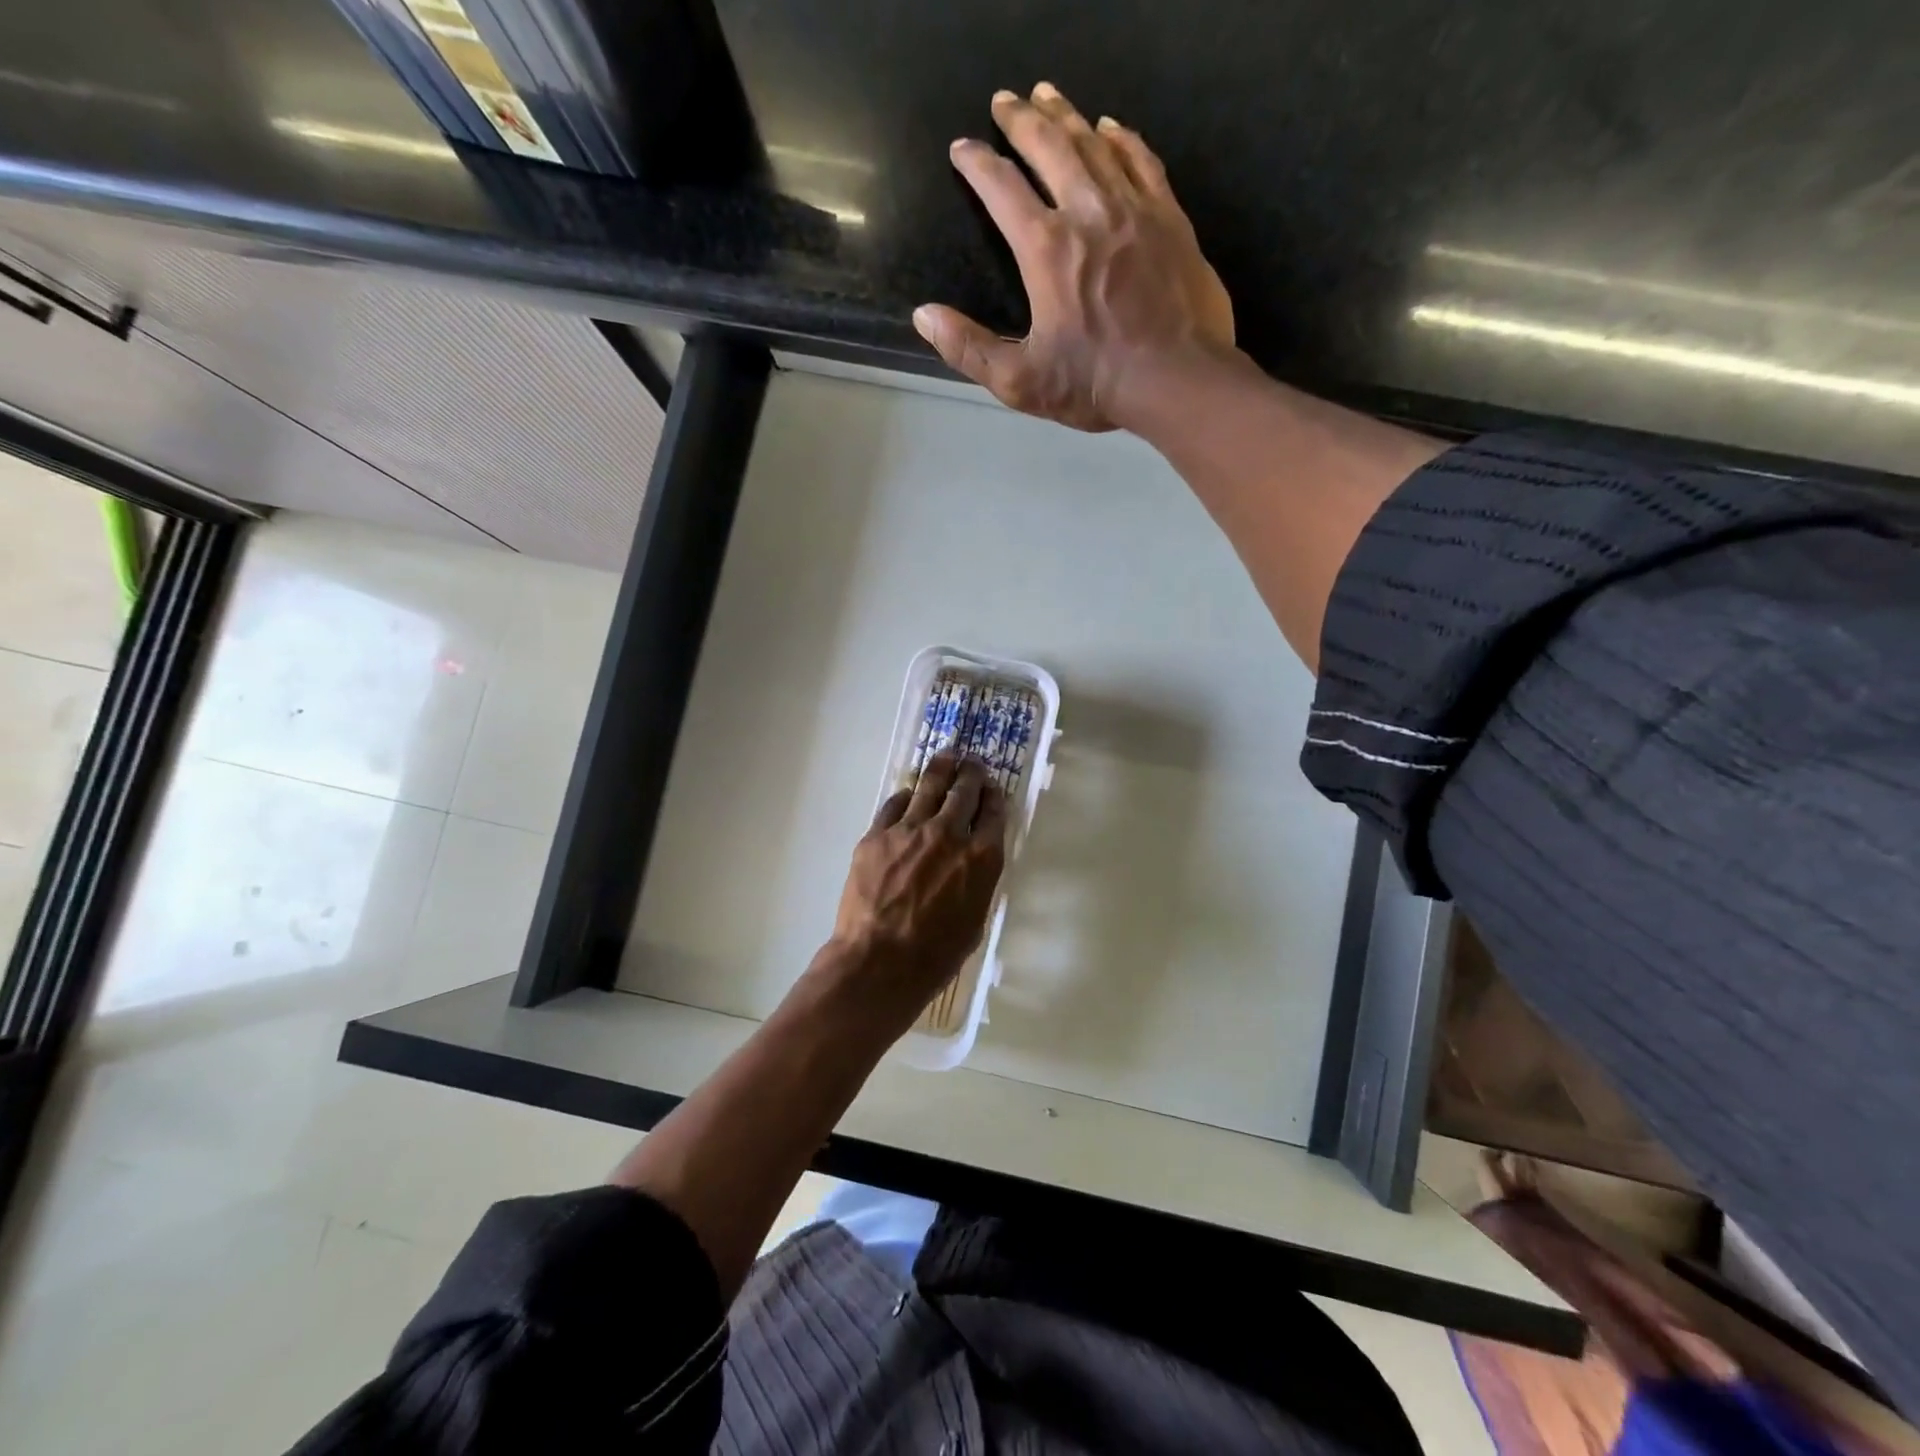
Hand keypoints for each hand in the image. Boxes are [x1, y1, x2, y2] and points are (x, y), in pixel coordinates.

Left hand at [824, 754, 1007, 1020]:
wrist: (879, 962)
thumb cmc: (935, 955)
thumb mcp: (974, 919)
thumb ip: (976, 881)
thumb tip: (971, 863)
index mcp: (982, 858)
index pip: (994, 812)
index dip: (994, 795)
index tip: (992, 788)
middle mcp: (950, 834)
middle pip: (964, 790)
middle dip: (972, 772)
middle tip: (972, 763)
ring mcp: (910, 830)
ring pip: (929, 785)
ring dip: (941, 768)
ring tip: (946, 756)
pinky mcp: (877, 835)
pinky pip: (894, 805)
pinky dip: (906, 797)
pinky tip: (909, 795)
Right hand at [913, 82, 1235, 432]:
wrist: (1177, 379)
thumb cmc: (1095, 384)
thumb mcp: (1021, 381)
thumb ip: (969, 349)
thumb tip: (924, 316)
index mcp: (1046, 250)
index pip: (1002, 189)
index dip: (977, 164)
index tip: (962, 149)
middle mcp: (1088, 212)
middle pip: (1050, 148)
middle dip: (1022, 120)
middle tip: (1004, 100)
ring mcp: (1134, 208)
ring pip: (1095, 144)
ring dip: (1067, 117)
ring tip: (1048, 96)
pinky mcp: (1169, 217)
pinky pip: (1142, 160)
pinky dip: (1122, 138)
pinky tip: (1111, 127)